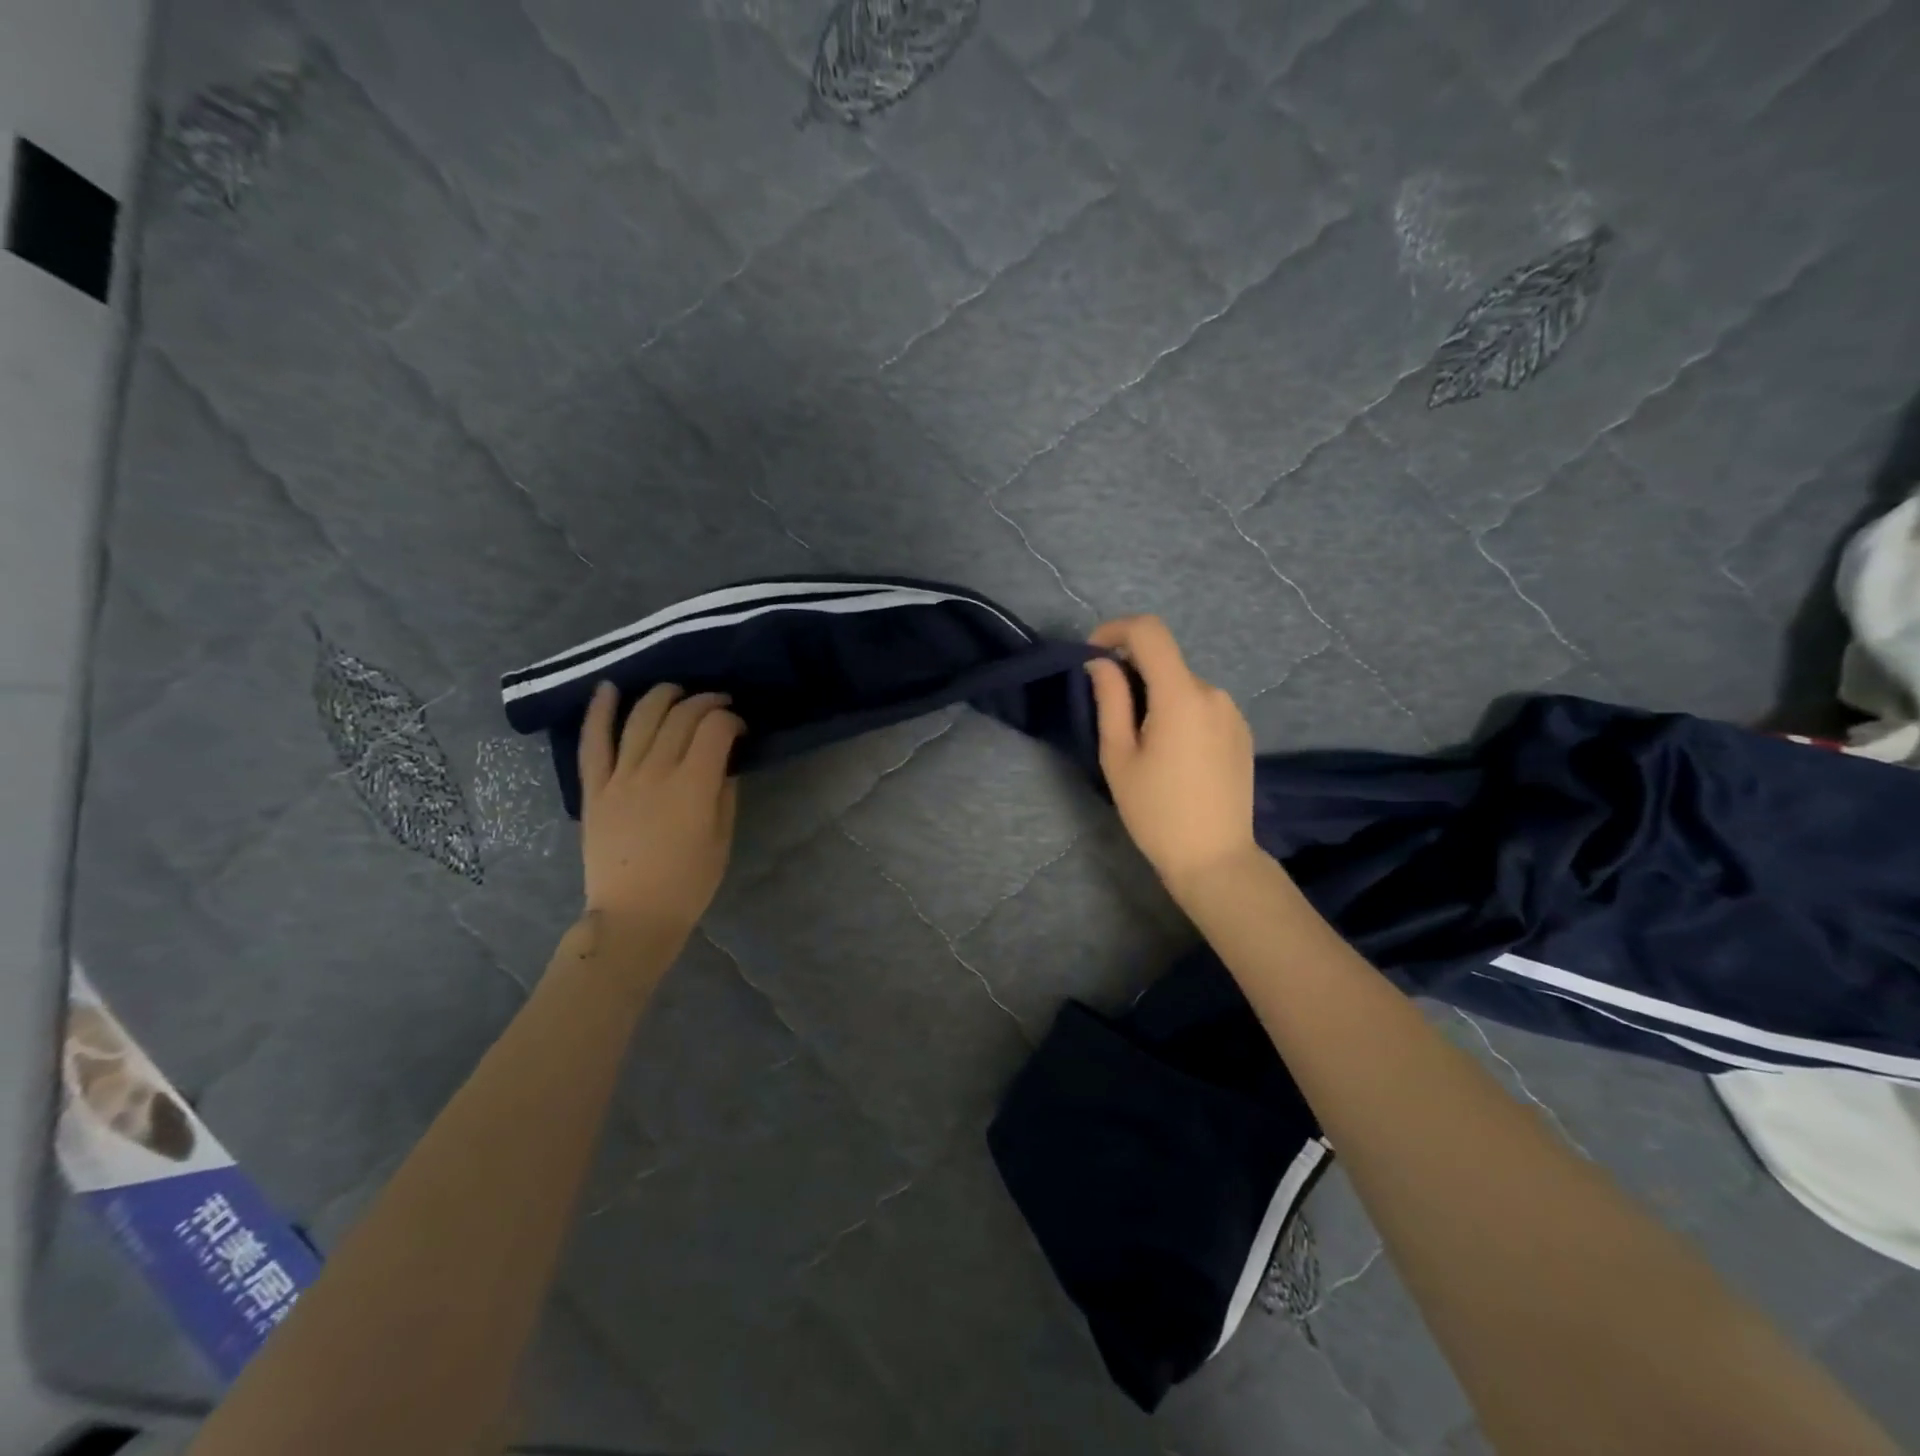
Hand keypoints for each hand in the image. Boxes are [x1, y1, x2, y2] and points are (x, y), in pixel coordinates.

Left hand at [577, 682, 743, 945]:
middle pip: (681, 717)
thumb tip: (724, 761)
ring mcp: (620, 778)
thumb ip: (725, 793)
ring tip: (676, 691)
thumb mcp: (722, 839)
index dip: (731, 719)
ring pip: (640, 719)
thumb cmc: (688, 883)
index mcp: (694, 787)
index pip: (715, 729)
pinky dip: (599, 712)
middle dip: (704, 702)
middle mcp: (656, 773)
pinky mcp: (594, 789)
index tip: (739, 728)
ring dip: (661, 696)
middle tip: (717, 706)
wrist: (633, 915)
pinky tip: (608, 688)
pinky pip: (593, 743)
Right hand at [1086, 616, 1259, 898]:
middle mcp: (1213, 693)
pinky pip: (1202, 705)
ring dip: (1156, 696)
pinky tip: (1172, 755)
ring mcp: (1232, 712)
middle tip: (1110, 716)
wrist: (1215, 858)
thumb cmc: (1156, 812)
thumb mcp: (1119, 756)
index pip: (1149, 631)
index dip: (1115, 630)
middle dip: (1132, 673)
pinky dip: (1178, 711)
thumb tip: (1100, 664)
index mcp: (1181, 695)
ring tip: (1142, 744)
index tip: (1093, 655)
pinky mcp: (1241, 731)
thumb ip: (1109, 701)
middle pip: (1165, 662)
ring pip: (1182, 685)